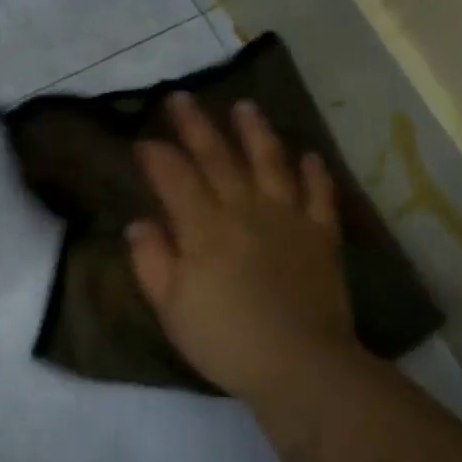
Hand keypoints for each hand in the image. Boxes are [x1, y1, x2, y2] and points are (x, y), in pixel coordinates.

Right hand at [127, 93, 359, 406]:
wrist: (301, 365)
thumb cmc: (226, 340)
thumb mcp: (172, 309)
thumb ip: (152, 262)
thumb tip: (139, 223)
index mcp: (204, 229)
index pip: (175, 179)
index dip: (156, 156)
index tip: (142, 140)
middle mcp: (245, 211)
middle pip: (218, 158)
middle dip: (196, 126)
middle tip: (182, 96)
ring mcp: (288, 219)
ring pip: (271, 163)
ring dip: (256, 132)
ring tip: (245, 107)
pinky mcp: (322, 236)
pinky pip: (319, 195)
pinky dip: (314, 172)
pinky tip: (307, 156)